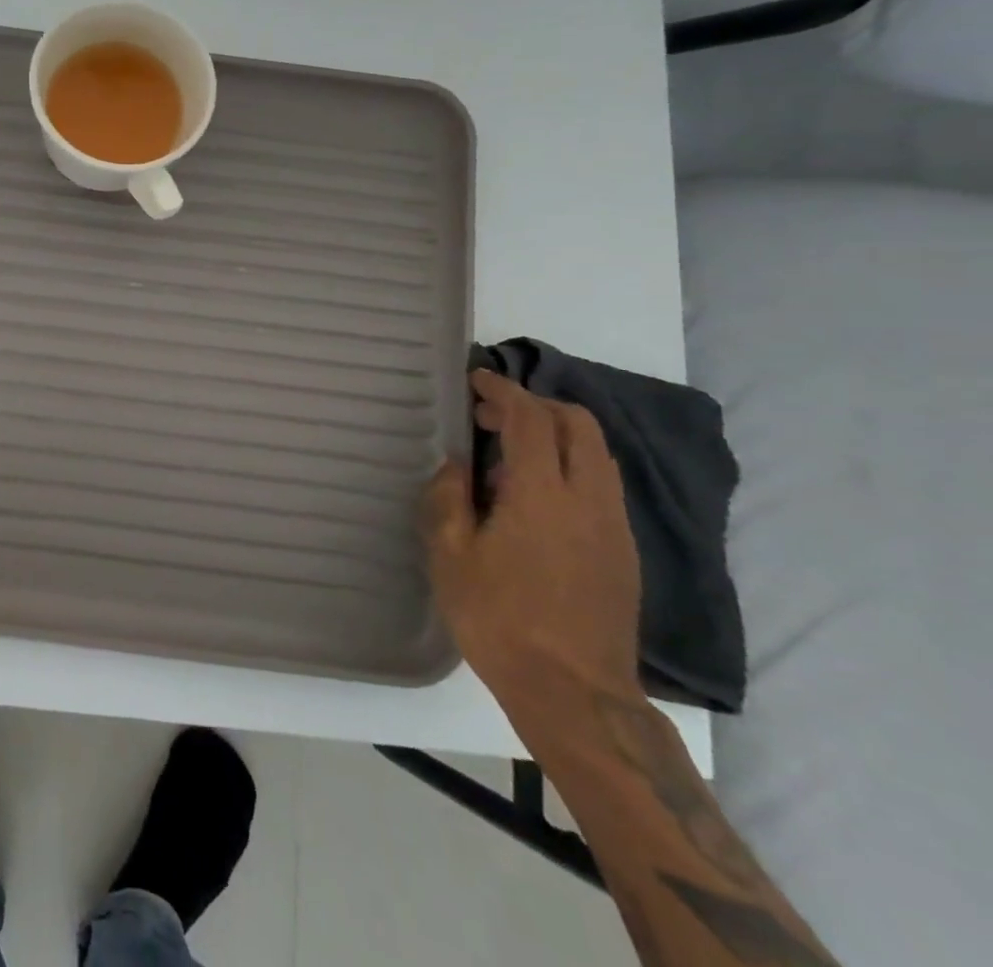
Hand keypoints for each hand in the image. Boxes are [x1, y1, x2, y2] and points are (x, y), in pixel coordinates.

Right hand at [423, 370, 642, 740]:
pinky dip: (570, 465)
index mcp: (543, 494)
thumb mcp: (450, 556)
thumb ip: (449, 497)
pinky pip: (601, 484)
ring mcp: (614, 526)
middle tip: (490, 416)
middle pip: (578, 424)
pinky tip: (535, 496)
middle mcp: (589, 499)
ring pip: (597, 453)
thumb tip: (458, 465)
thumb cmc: (500, 620)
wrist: (575, 694)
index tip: (476, 379)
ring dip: (556, 434)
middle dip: (535, 405)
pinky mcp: (624, 551)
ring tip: (509, 454)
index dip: (503, 390)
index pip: (531, 418)